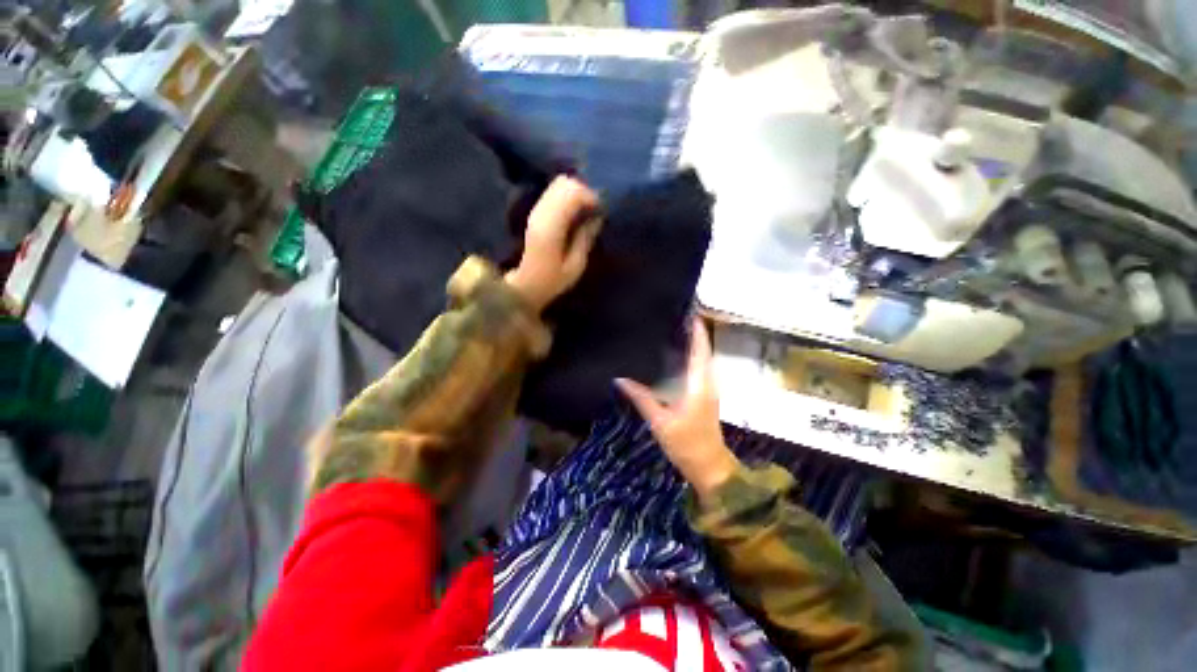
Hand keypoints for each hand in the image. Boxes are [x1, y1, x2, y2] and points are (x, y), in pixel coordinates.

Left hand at [505, 176, 600, 311]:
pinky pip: (553, 193)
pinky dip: (567, 197)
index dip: (591, 197)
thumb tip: (597, 218)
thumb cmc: (551, 281)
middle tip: (594, 210)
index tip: (601, 211)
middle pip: (564, 183)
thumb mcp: (575, 267)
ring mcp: (535, 211)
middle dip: (584, 192)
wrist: (523, 286)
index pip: (572, 194)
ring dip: (575, 193)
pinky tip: (573, 212)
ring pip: (557, 185)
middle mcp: (541, 212)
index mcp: (551, 226)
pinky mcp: (534, 213)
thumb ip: (585, 239)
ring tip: (585, 211)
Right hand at [617, 318, 738, 500]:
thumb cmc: (686, 443)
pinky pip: (700, 368)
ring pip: (703, 359)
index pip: (700, 350)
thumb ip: (641, 398)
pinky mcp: (706, 395)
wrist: (709, 466)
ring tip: (675, 329)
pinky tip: (677, 355)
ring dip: (693, 343)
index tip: (690, 312)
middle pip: (703, 350)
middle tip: (676, 316)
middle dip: (694, 332)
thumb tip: (620, 379)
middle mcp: (708, 382)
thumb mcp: (660, 421)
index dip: (697, 331)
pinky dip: (692, 357)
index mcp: (699, 385)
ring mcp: (709, 389)